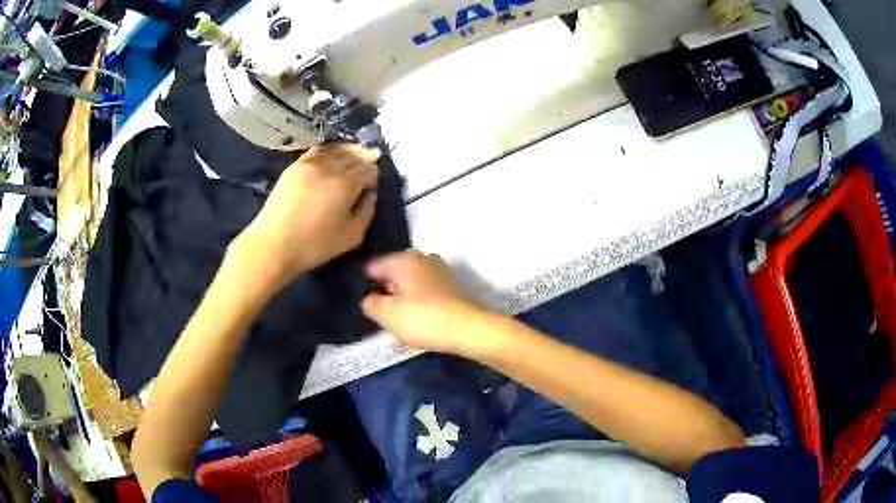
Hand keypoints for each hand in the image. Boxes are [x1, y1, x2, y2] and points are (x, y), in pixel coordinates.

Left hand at [235, 143, 378, 288]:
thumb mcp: (351, 237)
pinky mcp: (295, 166)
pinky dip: (330, 150)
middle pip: (353, 155)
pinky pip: (318, 150)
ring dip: (349, 150)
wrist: (273, 245)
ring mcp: (309, 164)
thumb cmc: (314, 246)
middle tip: (372, 162)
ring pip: (336, 149)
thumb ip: (366, 212)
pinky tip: (333, 155)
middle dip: (365, 158)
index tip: (374, 184)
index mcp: (345, 185)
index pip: (367, 169)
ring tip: (356, 153)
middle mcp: (329, 168)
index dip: (374, 175)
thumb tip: (370, 194)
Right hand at [362, 249, 488, 354]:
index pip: (373, 267)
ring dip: (402, 298)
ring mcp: (439, 269)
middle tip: (382, 315)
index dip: (365, 285)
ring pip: (409, 282)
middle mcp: (422, 257)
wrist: (469, 329)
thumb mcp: (388, 314)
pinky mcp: (450, 284)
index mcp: (404, 258)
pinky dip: (418, 300)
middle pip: (393, 273)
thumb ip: (370, 303)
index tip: (366, 304)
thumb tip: (369, 298)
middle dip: (385, 292)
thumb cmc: (424, 319)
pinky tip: (417, 318)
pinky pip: (424, 289)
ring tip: (399, 320)